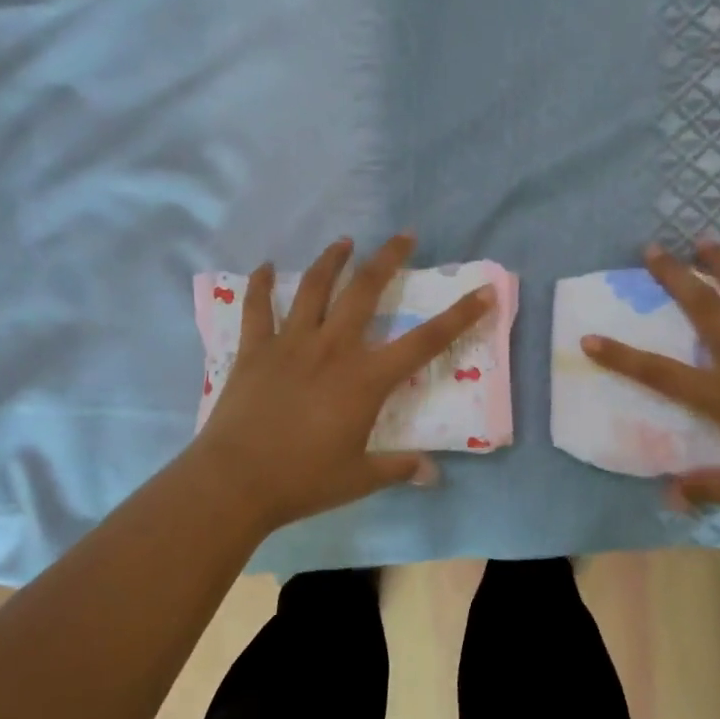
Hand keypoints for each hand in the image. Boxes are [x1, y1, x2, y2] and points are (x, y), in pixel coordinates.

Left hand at [187, 234, 495, 533]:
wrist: (235, 482)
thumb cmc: (303, 480)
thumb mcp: (359, 478)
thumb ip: (399, 468)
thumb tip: (432, 474)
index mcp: (366, 379)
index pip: (424, 342)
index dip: (459, 316)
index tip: (484, 291)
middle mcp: (333, 349)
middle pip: (366, 291)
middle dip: (389, 259)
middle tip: (404, 236)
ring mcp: (291, 344)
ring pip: (315, 288)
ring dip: (332, 260)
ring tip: (345, 241)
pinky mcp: (255, 350)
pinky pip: (258, 309)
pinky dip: (261, 285)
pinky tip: (267, 267)